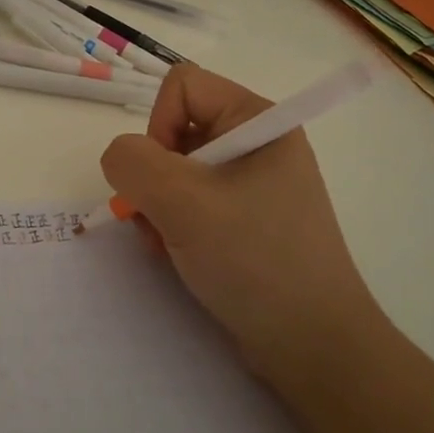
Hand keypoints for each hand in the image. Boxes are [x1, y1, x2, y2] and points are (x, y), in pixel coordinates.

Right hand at [100, 66, 385, 393]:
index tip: (165, 179)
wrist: (313, 345)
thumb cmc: (255, 260)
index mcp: (257, 121)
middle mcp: (257, 143)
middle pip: (176, 129)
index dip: (158, 125)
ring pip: (177, 170)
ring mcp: (253, 184)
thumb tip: (120, 158)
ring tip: (169, 244)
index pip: (182, 87)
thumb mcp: (184, 202)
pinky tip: (179, 256)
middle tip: (159, 220)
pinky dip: (174, 225)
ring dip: (158, 206)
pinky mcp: (246, 220)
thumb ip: (133, 163)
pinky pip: (192, 202)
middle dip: (154, 176)